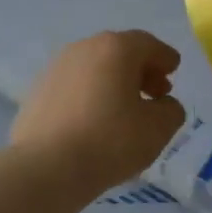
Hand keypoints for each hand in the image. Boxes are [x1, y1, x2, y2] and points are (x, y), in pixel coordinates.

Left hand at [12, 30, 187, 192]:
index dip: (165, 58)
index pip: (148, 44)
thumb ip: (171, 110)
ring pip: (95, 69)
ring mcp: (56, 69)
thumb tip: (163, 104)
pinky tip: (95, 121)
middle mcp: (84, 49)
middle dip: (141, 71)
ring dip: (114, 83)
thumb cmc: (110, 141)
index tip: (173, 71)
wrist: (46, 168)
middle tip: (155, 93)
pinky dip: (90, 96)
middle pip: (119, 53)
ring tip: (125, 110)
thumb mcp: (158, 128)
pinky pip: (74, 87)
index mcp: (116, 49)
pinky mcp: (37, 92)